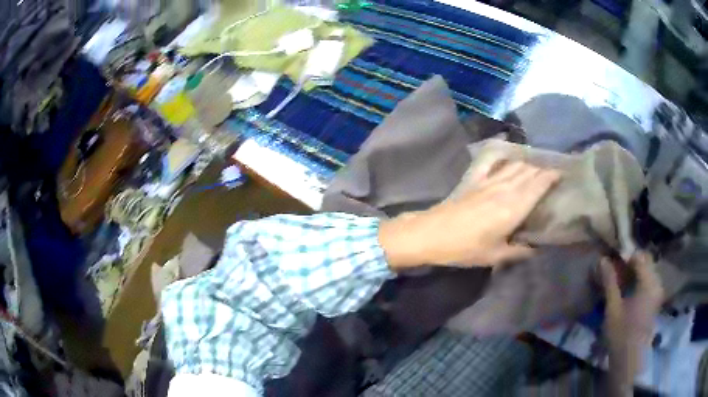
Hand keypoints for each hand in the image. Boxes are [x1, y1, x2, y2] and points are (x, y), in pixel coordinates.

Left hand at [379, 161, 559, 269]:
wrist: (434, 233)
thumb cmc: (467, 248)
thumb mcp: (496, 255)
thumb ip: (519, 252)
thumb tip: (535, 249)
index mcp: (515, 206)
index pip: (540, 183)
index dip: (552, 175)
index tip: (562, 174)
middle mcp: (506, 187)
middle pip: (530, 171)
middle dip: (543, 170)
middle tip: (552, 176)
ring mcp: (489, 180)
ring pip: (515, 165)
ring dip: (528, 165)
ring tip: (536, 170)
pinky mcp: (475, 178)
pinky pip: (494, 163)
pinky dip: (506, 160)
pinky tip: (509, 160)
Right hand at [601, 252, 663, 395]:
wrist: (630, 360)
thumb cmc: (621, 334)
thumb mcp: (613, 308)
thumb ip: (610, 283)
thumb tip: (602, 259)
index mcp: (648, 282)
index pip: (639, 256)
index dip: (626, 256)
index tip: (613, 263)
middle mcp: (656, 282)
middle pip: (646, 262)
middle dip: (631, 264)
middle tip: (616, 273)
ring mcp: (658, 292)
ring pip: (648, 271)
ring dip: (635, 273)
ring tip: (621, 283)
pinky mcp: (656, 301)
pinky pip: (650, 282)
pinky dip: (640, 282)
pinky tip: (629, 293)